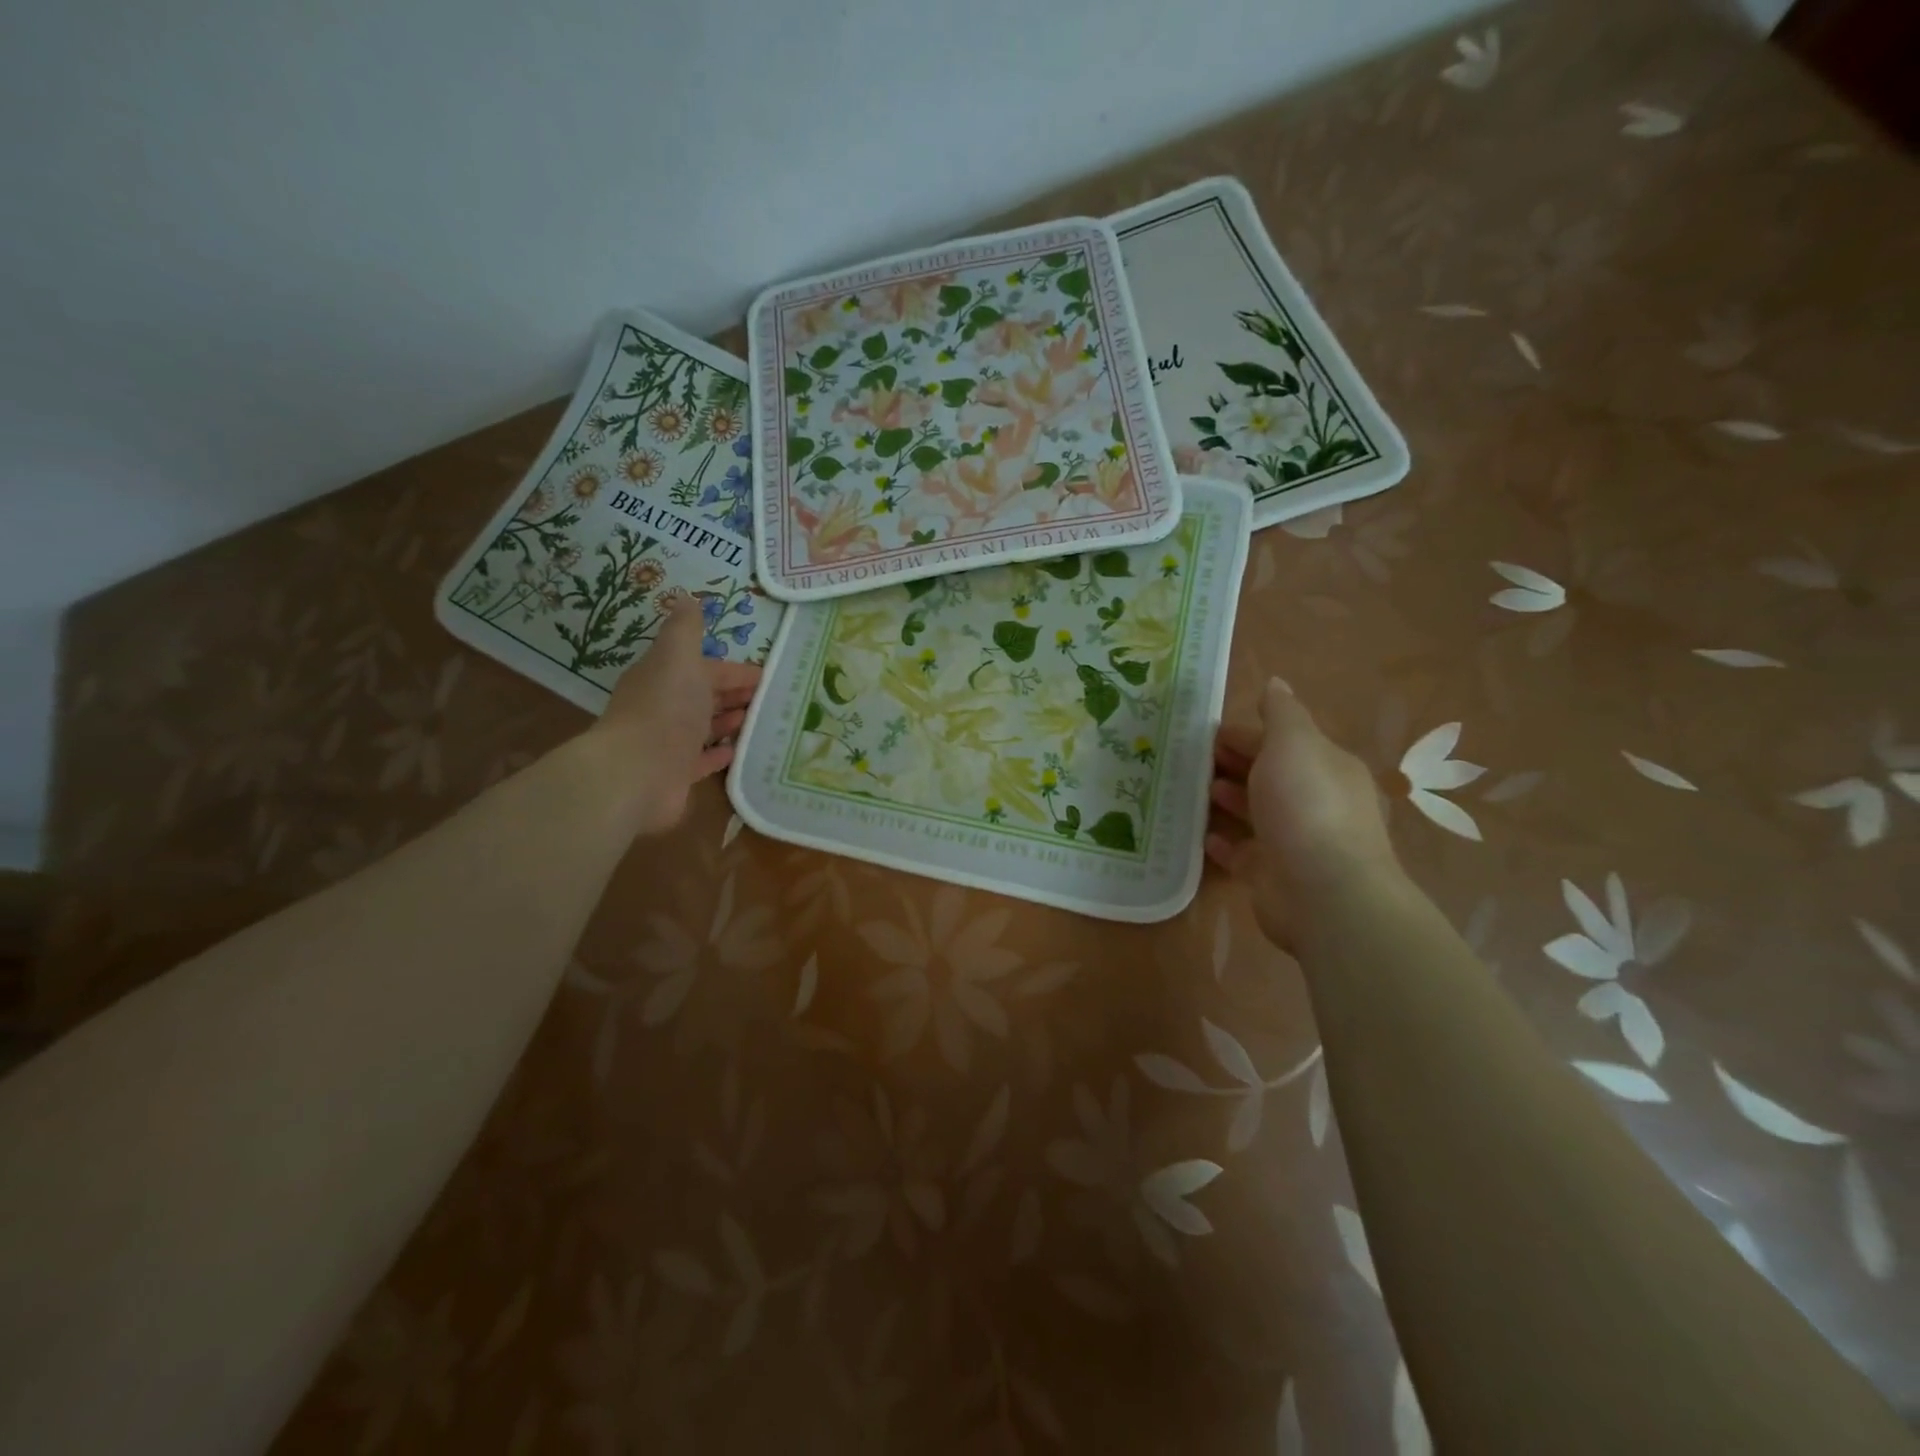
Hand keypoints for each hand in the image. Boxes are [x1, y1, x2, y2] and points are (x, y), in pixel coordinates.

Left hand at [586, 597, 761, 835]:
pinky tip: (738, 751)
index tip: (767, 675)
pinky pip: (702, 760)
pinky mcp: (675, 774)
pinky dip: (719, 753)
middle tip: (771, 699)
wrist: (636, 772)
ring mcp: (668, 742)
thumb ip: (686, 629)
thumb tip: (688, 598)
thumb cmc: (665, 708)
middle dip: (735, 694)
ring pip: (704, 726)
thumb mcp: (678, 656)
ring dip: (729, 721)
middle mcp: (664, 707)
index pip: (705, 668)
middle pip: (705, 696)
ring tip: (761, 722)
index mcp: (664, 676)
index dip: (735, 670)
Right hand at [1207, 678, 1399, 946]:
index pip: (1283, 742)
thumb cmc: (1307, 805)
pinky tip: (1202, 834)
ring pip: (1256, 812)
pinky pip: (1242, 852)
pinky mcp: (1272, 875)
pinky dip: (1224, 842)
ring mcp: (1294, 841)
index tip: (1209, 731)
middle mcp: (1315, 802)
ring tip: (1195, 789)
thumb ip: (1282, 713)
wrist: (1322, 891)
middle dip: (1236, 763)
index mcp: (1326, 767)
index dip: (1248, 734)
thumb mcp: (1295, 743)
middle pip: (1270, 775)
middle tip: (1193, 757)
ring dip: (1229, 798)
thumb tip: (1277, 683)